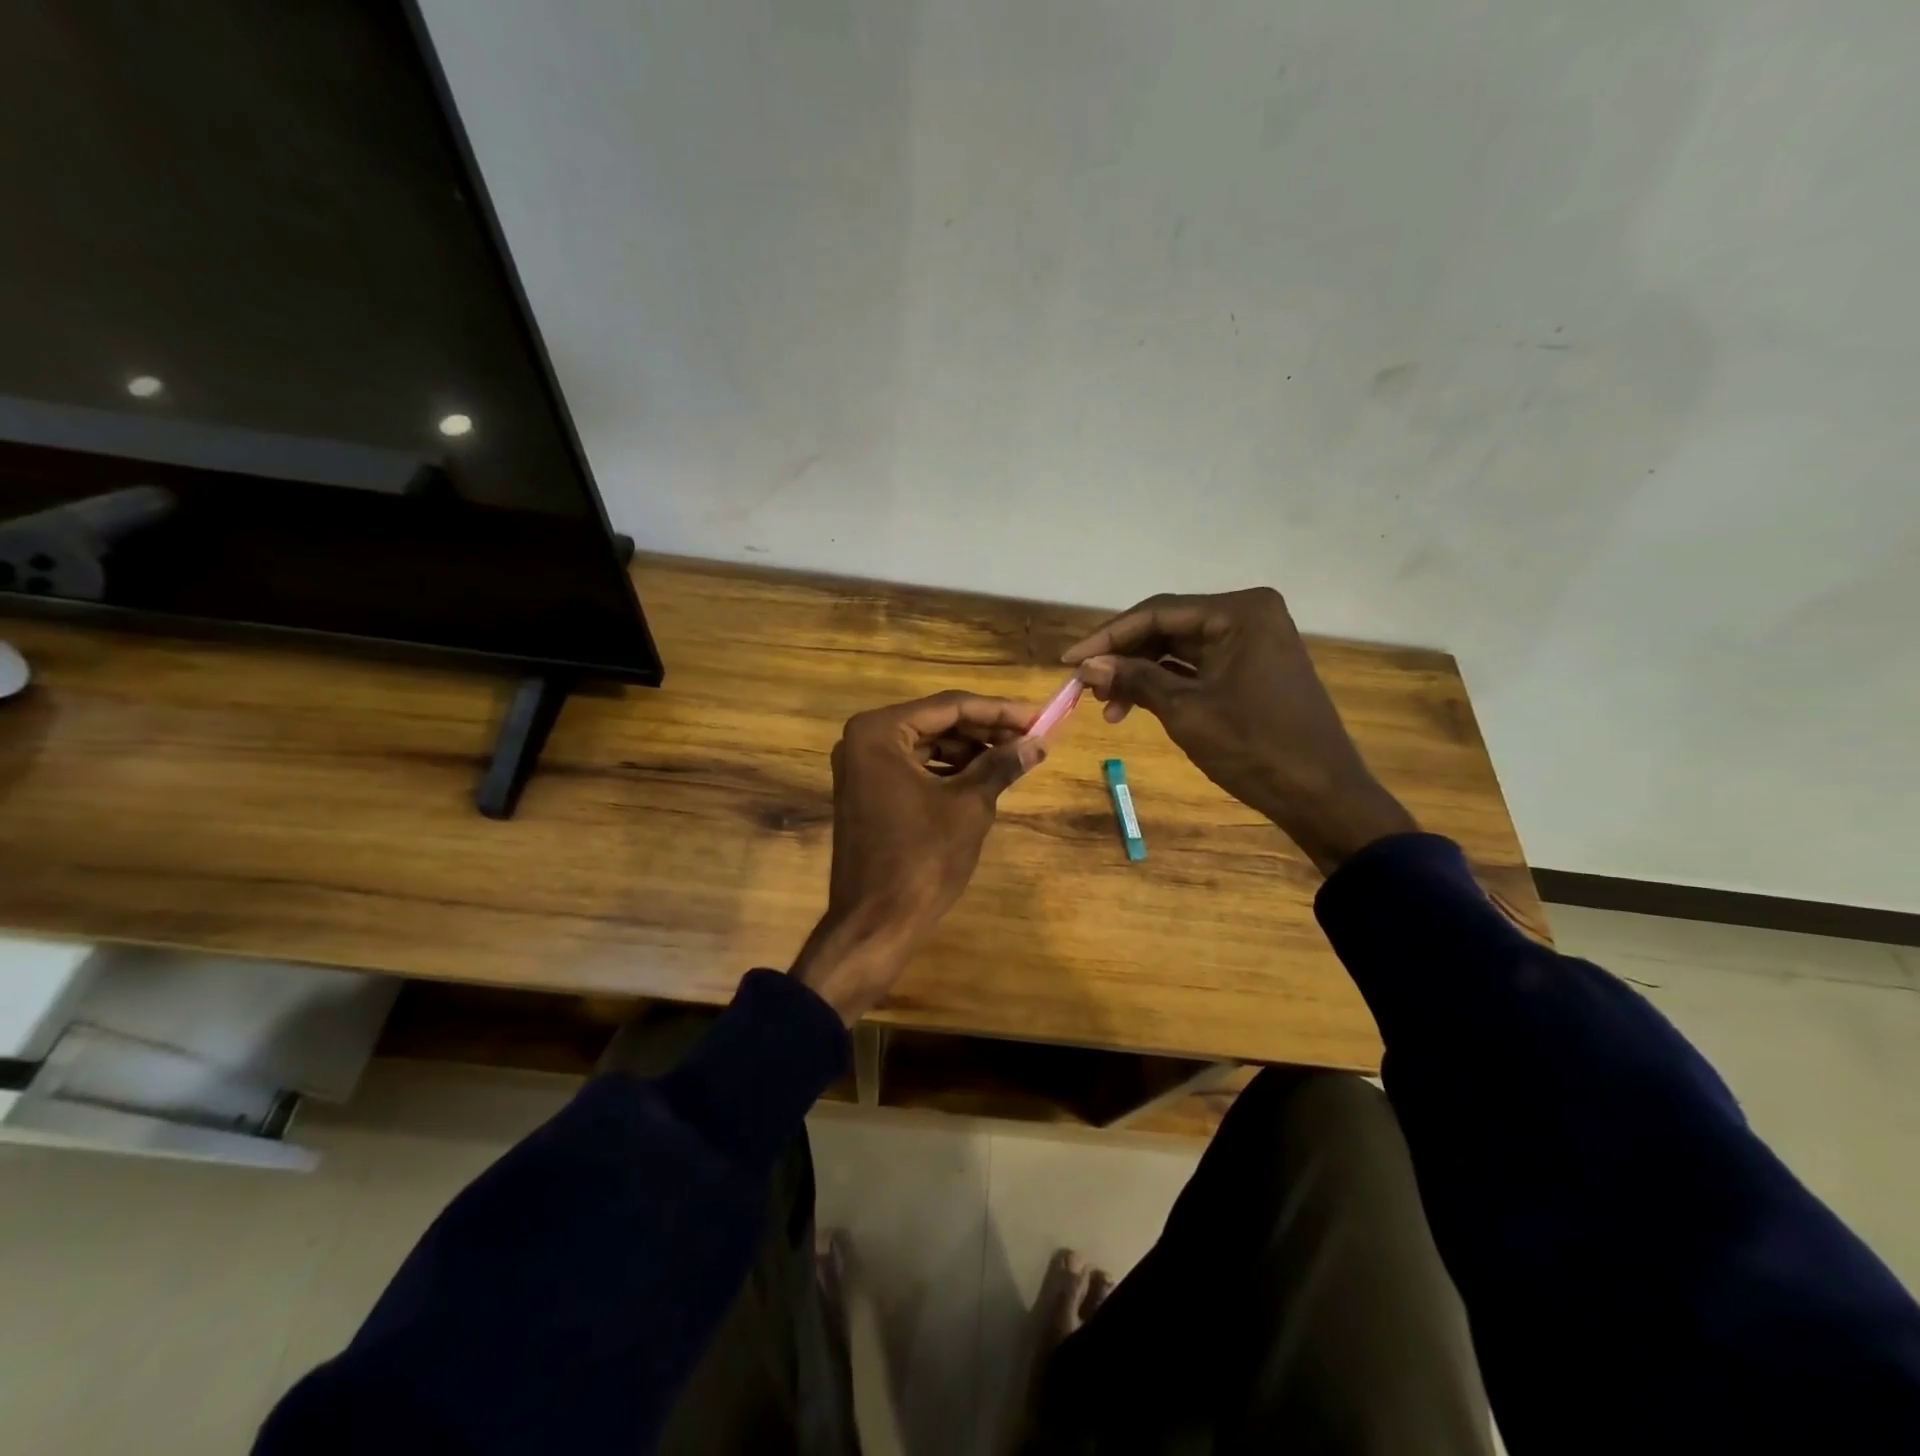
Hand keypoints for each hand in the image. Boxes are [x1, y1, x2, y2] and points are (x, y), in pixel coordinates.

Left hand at [790, 691, 1044, 1022]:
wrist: (876, 923)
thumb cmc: (922, 859)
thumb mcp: (969, 806)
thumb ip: (1001, 765)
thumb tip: (1038, 743)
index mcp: (879, 732)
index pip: (949, 706)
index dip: (998, 710)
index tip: (1038, 715)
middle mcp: (863, 739)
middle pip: (936, 722)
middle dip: (985, 729)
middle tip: (1031, 736)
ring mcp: (861, 766)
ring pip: (926, 743)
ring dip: (969, 749)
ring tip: (1014, 756)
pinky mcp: (867, 790)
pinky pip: (914, 766)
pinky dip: (948, 768)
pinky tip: (983, 775)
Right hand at [1063, 589, 1415, 874]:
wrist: (1321, 795)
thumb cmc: (1254, 747)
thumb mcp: (1186, 712)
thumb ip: (1134, 680)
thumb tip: (1087, 666)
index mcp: (1239, 612)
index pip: (1157, 613)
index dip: (1107, 637)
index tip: (1068, 660)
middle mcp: (1247, 616)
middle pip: (1167, 628)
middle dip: (1123, 657)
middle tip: (1084, 686)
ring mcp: (1252, 643)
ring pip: (1178, 650)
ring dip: (1140, 674)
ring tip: (1106, 706)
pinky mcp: (1251, 669)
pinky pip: (1196, 667)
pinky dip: (1164, 685)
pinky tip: (1133, 706)